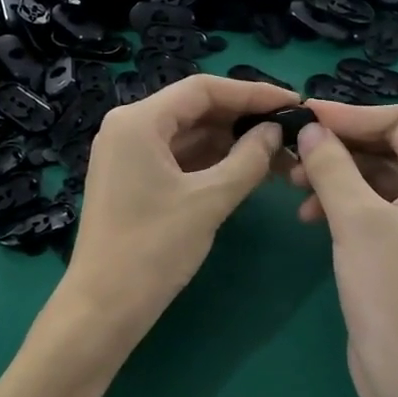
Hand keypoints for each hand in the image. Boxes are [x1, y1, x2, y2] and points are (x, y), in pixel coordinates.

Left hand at [57, 75, 292, 345]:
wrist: (103, 307)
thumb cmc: (153, 249)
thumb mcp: (209, 201)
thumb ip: (248, 159)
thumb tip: (274, 131)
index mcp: (138, 121)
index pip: (203, 89)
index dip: (252, 92)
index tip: (294, 102)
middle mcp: (128, 127)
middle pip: (194, 109)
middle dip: (243, 118)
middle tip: (290, 129)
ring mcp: (127, 155)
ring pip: (188, 135)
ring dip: (230, 142)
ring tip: (279, 152)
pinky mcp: (131, 180)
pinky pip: (178, 158)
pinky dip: (211, 162)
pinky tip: (248, 169)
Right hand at [289, 101, 397, 396]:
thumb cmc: (391, 289)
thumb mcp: (356, 220)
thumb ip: (332, 166)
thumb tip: (309, 129)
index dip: (352, 114)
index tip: (305, 117)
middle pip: (387, 147)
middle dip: (339, 146)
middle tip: (291, 152)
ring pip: (375, 178)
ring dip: (335, 175)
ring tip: (292, 185)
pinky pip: (371, 207)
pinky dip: (340, 203)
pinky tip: (309, 216)